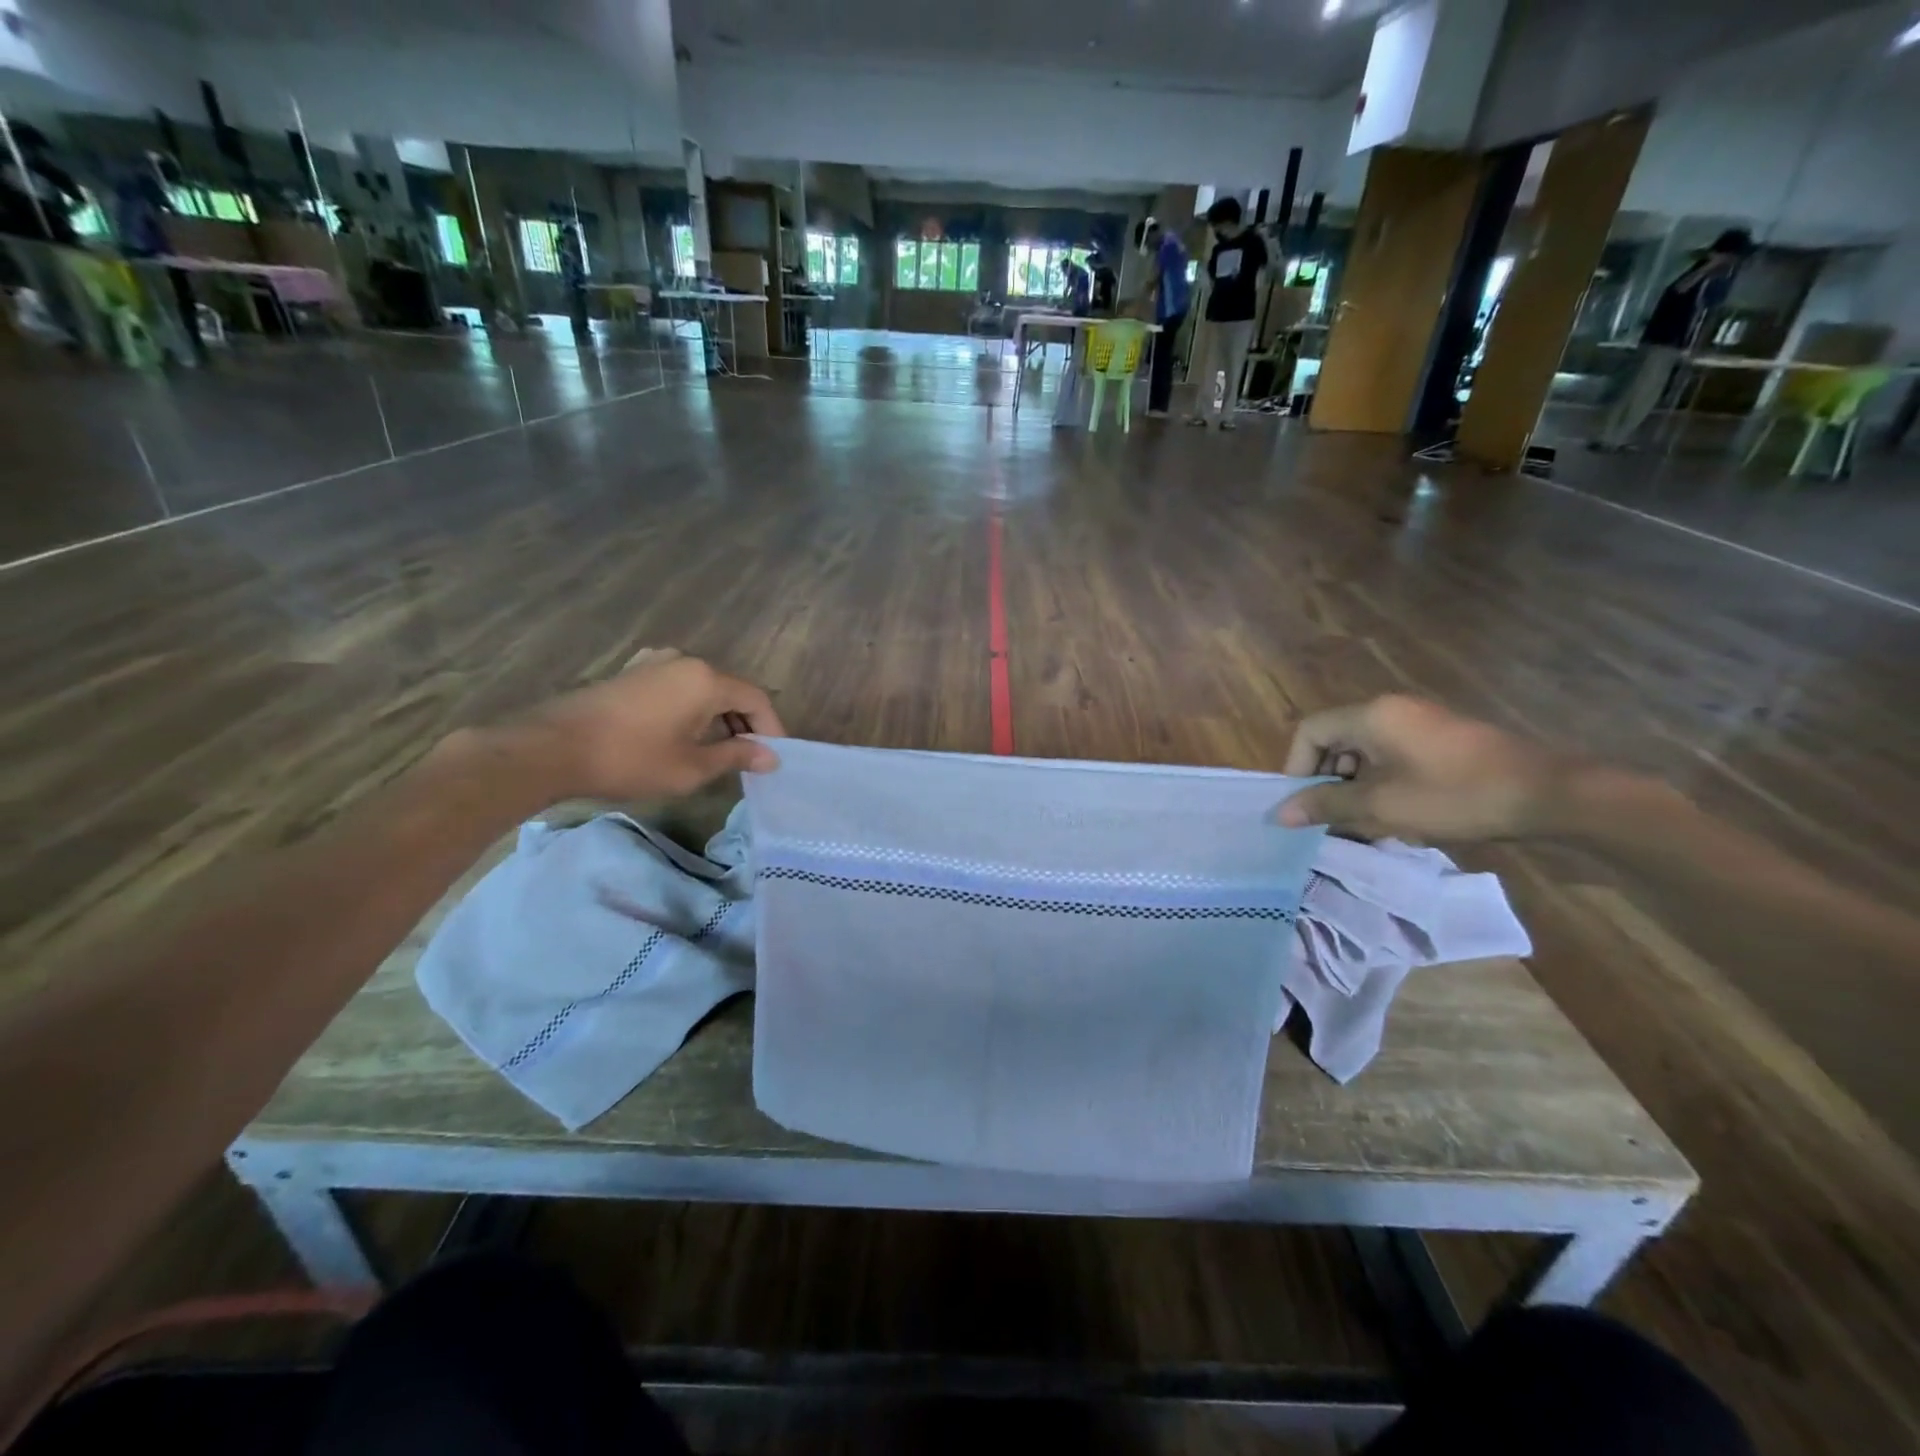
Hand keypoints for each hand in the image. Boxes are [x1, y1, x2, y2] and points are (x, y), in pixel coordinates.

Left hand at [506, 648, 784, 800]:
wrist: (551, 749)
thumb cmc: (630, 759)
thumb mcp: (691, 767)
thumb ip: (736, 756)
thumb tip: (771, 757)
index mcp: (705, 678)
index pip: (756, 699)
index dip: (771, 729)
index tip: (774, 758)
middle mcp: (684, 661)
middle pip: (730, 691)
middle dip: (745, 724)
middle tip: (750, 759)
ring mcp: (653, 663)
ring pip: (702, 689)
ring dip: (718, 717)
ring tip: (719, 751)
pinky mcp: (631, 673)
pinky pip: (676, 687)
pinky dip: (691, 709)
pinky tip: (684, 734)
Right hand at [1277, 696, 1573, 841]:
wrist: (1547, 795)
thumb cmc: (1454, 795)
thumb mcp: (1382, 806)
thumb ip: (1326, 806)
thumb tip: (1280, 814)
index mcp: (1371, 716)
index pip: (1310, 732)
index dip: (1297, 767)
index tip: (1303, 804)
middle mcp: (1391, 710)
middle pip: (1336, 740)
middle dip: (1327, 781)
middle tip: (1332, 818)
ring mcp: (1419, 722)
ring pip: (1364, 752)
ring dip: (1355, 786)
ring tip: (1365, 823)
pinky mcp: (1441, 740)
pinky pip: (1392, 757)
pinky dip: (1382, 783)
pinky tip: (1397, 816)